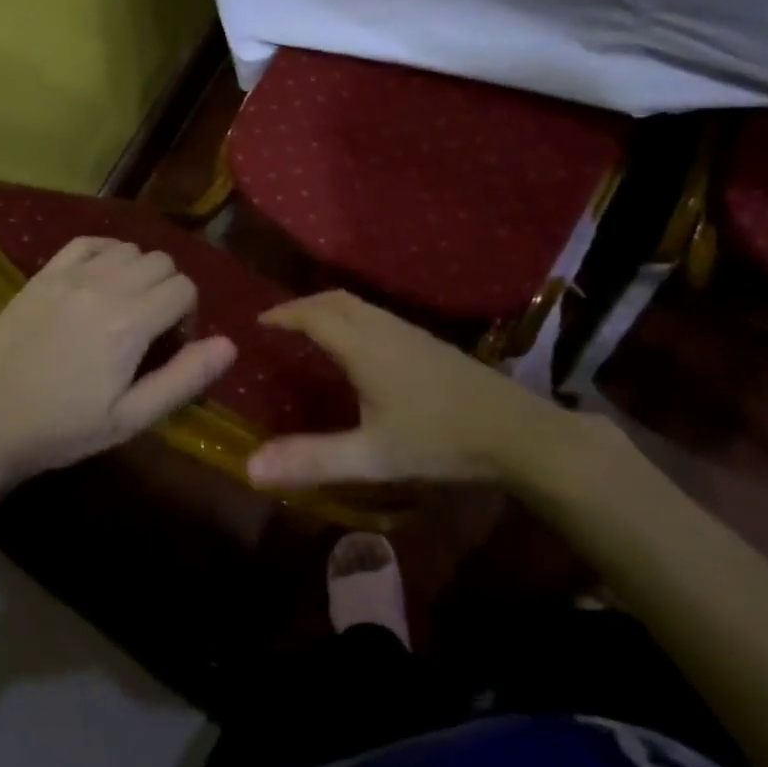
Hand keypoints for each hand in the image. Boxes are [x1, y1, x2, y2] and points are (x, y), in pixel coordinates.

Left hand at [0, 237, 236, 487]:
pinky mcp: (43, 274)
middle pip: (162, 262)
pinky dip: (106, 253)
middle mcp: (103, 287)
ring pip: (129, 248)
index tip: (169, 345)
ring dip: (138, 272)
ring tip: (123, 306)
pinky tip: (100, 280)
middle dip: (168, 290)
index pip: (184, 289)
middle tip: (149, 328)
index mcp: (129, 324)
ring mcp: (70, 276)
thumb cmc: (65, 428)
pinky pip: (89, 242)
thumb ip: (184, 378)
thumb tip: (229, 344)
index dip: (187, 316)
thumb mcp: (131, 418)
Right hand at [245, 291, 629, 498]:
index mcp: (364, 346)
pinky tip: (357, 348)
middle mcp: (384, 328)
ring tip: (310, 331)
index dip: (284, 314)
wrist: (517, 432)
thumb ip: (312, 459)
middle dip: (303, 305)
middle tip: (279, 324)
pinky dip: (351, 318)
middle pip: (336, 300)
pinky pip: (376, 316)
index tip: (258, 322)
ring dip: (328, 309)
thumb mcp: (372, 456)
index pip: (314, 315)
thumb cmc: (440, 441)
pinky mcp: (429, 343)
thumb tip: (249, 466)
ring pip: (359, 305)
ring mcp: (410, 332)